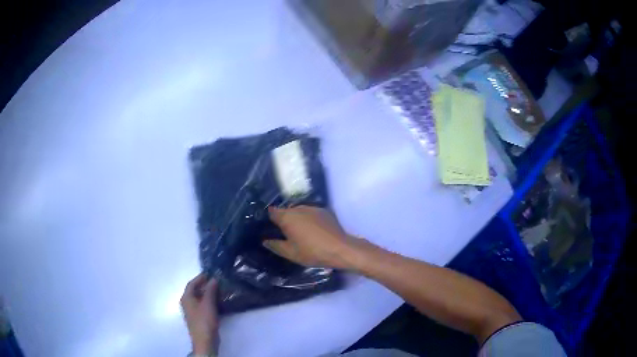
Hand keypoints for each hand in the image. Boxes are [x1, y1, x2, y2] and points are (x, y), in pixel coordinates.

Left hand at [181, 274, 218, 354]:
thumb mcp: (208, 303)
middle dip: (206, 285)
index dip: (200, 277)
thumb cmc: (204, 320)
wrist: (205, 340)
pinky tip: (219, 302)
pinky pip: (203, 305)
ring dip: (209, 293)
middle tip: (218, 281)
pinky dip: (210, 301)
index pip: (192, 283)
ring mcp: (193, 311)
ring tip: (220, 290)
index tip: (211, 273)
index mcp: (186, 298)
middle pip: (195, 290)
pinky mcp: (199, 317)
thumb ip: (210, 290)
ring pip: (200, 298)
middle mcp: (187, 303)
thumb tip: (213, 279)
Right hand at [263, 206, 361, 268]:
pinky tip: (314, 231)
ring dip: (298, 219)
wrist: (340, 248)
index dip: (270, 219)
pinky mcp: (325, 211)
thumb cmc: (312, 252)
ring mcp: (313, 208)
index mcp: (287, 217)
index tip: (271, 228)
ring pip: (299, 211)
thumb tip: (265, 241)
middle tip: (286, 234)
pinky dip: (310, 219)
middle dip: (284, 220)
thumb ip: (275, 245)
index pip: (272, 212)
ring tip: (301, 233)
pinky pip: (312, 213)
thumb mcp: (290, 253)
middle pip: (286, 211)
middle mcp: (299, 208)